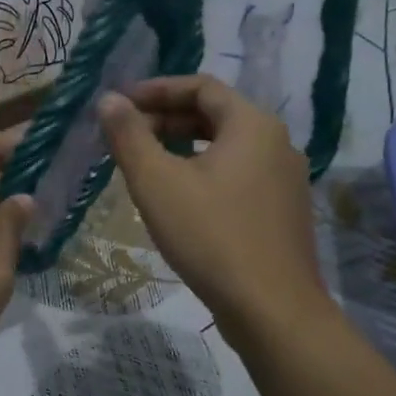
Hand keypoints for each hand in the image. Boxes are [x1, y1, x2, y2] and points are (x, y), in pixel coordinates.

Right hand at [97, 75, 330, 339]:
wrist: (271, 309)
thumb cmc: (210, 237)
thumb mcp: (157, 183)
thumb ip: (130, 137)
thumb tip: (109, 100)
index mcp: (252, 125)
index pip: (201, 87)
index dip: (157, 90)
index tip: (121, 104)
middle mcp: (277, 143)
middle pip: (217, 115)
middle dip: (168, 120)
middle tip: (128, 135)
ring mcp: (286, 180)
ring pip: (228, 148)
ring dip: (186, 148)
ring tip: (148, 165)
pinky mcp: (283, 212)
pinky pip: (240, 175)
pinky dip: (206, 173)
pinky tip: (181, 200)